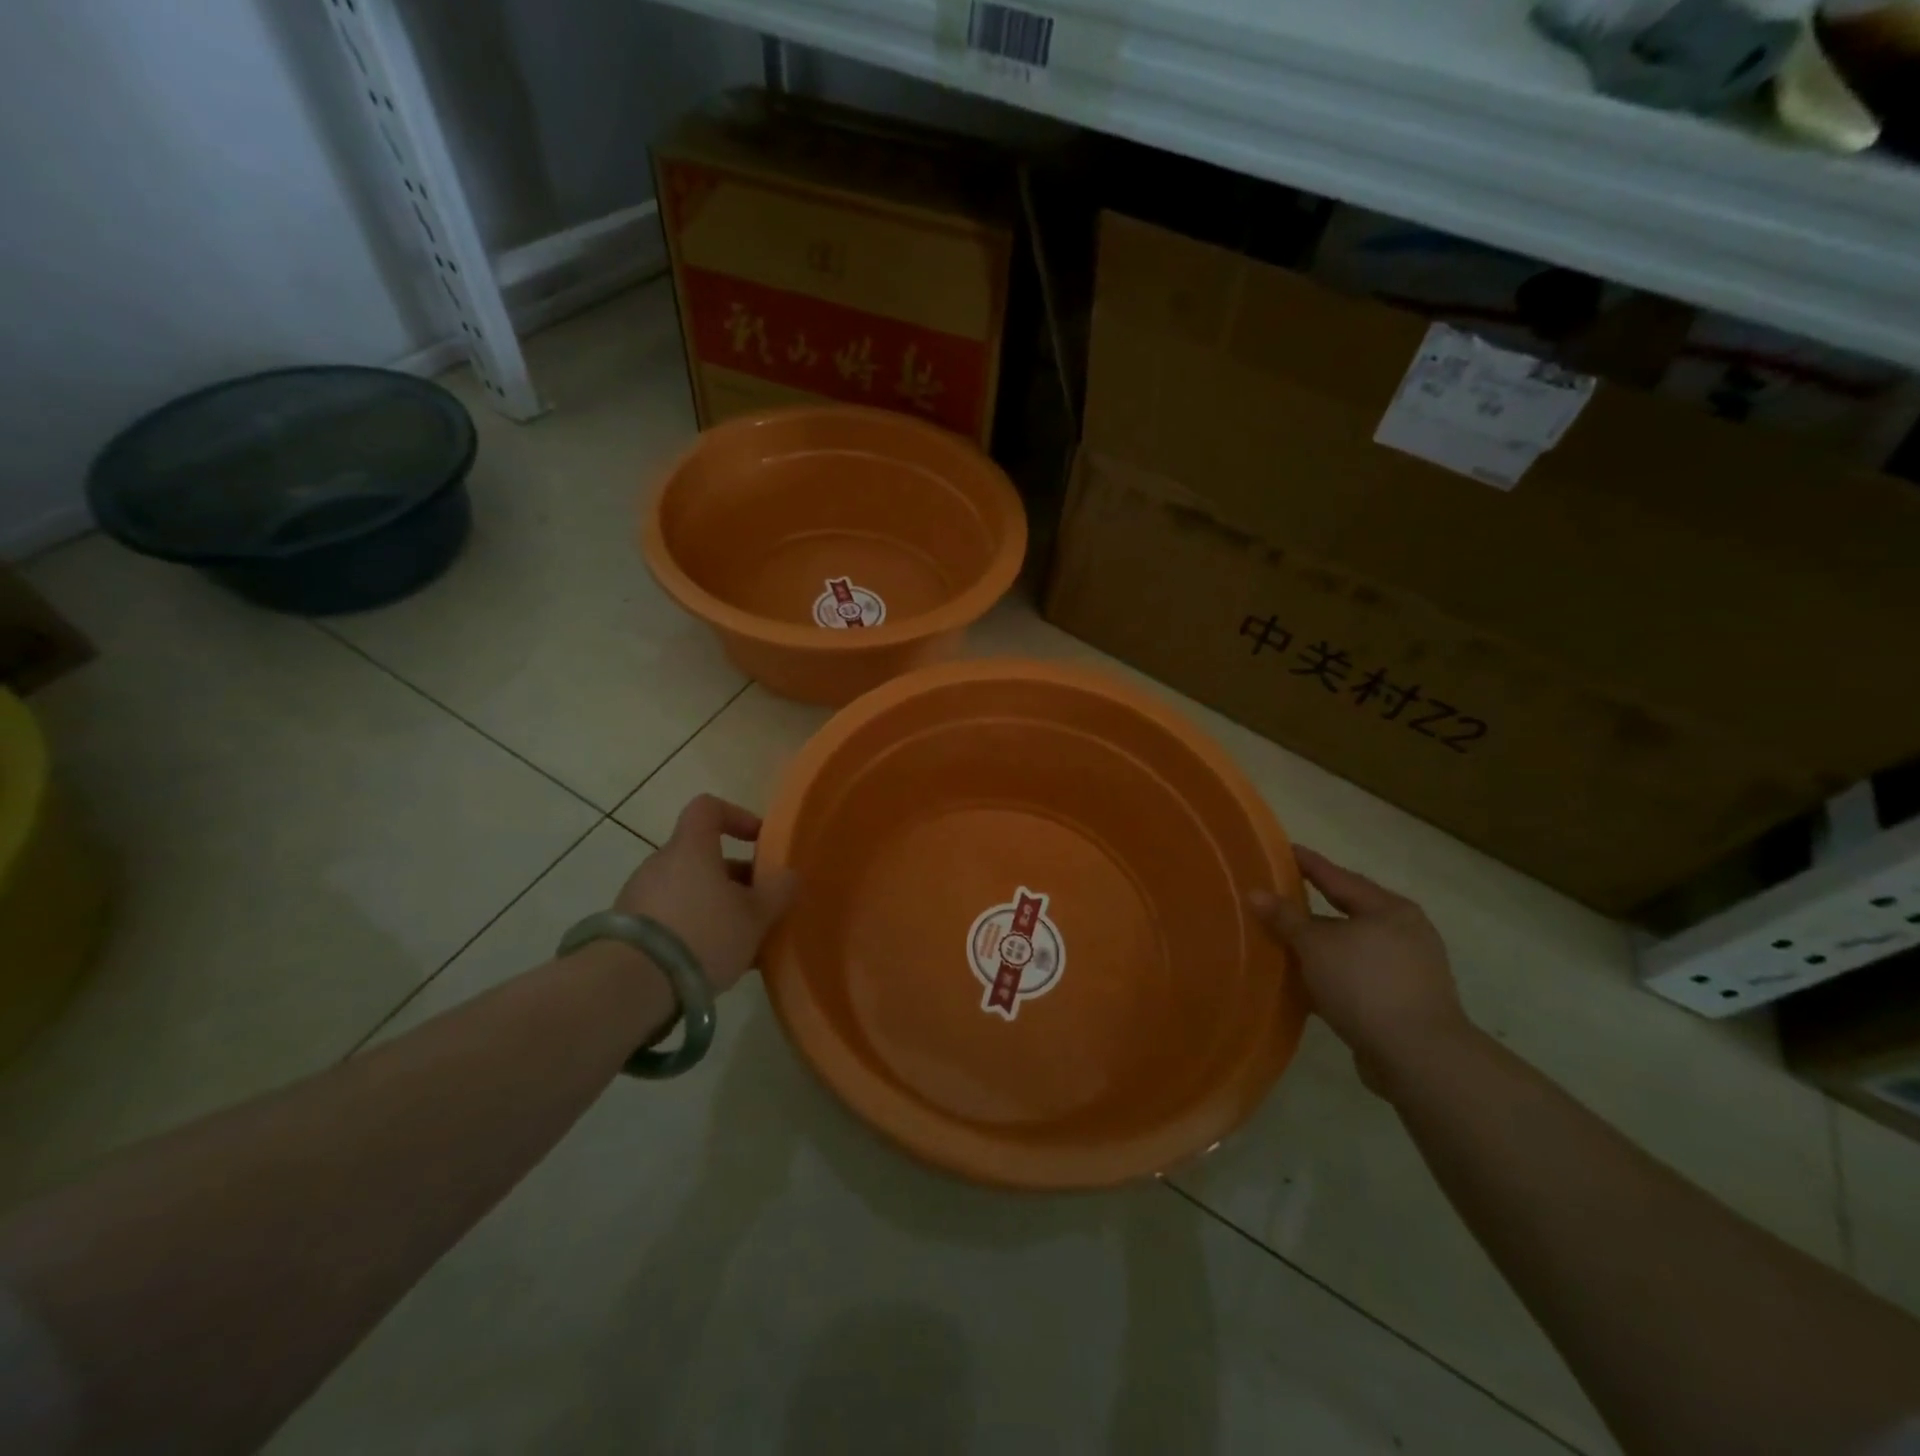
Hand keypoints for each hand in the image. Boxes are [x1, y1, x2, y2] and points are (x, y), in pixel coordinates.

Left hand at [613, 795, 798, 995]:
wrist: (630, 987)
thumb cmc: (702, 935)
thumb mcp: (755, 916)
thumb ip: (778, 891)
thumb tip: (788, 875)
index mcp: (691, 848)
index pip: (708, 808)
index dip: (737, 817)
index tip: (760, 842)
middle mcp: (660, 864)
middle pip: (703, 857)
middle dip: (735, 878)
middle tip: (760, 906)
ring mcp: (639, 898)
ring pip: (689, 891)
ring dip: (716, 907)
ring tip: (742, 943)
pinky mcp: (628, 931)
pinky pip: (671, 919)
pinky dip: (694, 930)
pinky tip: (714, 963)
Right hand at [1250, 847, 1471, 1090]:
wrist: (1418, 1057)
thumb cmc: (1365, 984)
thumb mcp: (1316, 945)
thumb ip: (1285, 918)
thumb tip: (1256, 893)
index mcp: (1390, 909)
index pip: (1339, 878)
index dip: (1309, 864)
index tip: (1284, 849)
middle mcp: (1405, 933)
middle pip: (1350, 911)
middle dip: (1315, 907)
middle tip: (1281, 895)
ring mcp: (1409, 970)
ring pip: (1353, 947)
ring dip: (1322, 945)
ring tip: (1287, 941)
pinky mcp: (1405, 1002)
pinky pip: (1358, 976)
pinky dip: (1333, 973)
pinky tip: (1308, 981)